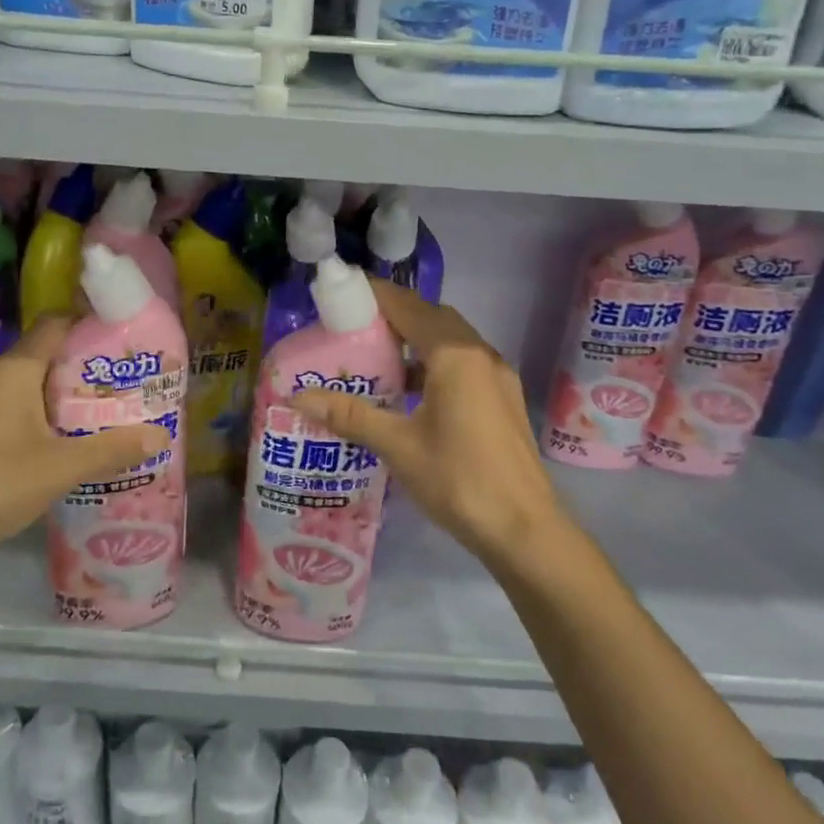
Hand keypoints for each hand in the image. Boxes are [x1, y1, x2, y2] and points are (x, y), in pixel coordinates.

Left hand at [0, 317, 168, 566]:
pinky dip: (42, 419)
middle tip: (124, 384)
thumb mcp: (64, 466)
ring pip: (29, 388)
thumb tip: (161, 436)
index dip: (88, 324)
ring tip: (102, 415)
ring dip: (63, 397)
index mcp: (15, 371)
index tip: (122, 339)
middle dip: (84, 368)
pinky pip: (14, 412)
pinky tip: (63, 446)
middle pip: (45, 357)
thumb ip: (113, 449)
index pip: (54, 325)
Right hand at [291, 280, 562, 567]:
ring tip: (377, 358)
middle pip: (432, 317)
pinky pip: (464, 363)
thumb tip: (298, 397)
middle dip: (395, 316)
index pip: (409, 307)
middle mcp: (480, 354)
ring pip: (451, 341)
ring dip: (417, 340)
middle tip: (354, 328)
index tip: (343, 294)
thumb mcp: (398, 446)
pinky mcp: (503, 398)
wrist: (525, 529)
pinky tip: (412, 393)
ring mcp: (497, 376)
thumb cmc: (458, 480)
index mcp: (454, 355)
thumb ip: (349, 415)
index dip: (376, 296)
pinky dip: (435, 363)